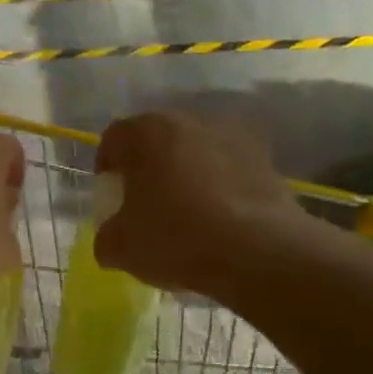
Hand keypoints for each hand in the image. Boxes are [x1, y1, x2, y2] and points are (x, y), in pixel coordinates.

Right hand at [93, 111, 314, 296]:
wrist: (258, 252)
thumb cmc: (174, 238)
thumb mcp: (118, 247)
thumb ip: (106, 235)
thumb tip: (113, 236)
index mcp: (145, 133)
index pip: (113, 139)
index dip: (107, 166)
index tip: (111, 194)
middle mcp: (188, 121)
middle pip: (156, 139)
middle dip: (148, 166)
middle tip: (146, 201)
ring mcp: (232, 135)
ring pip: (195, 150)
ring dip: (186, 172)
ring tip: (187, 211)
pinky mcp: (266, 158)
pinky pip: (228, 167)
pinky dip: (219, 185)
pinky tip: (219, 219)